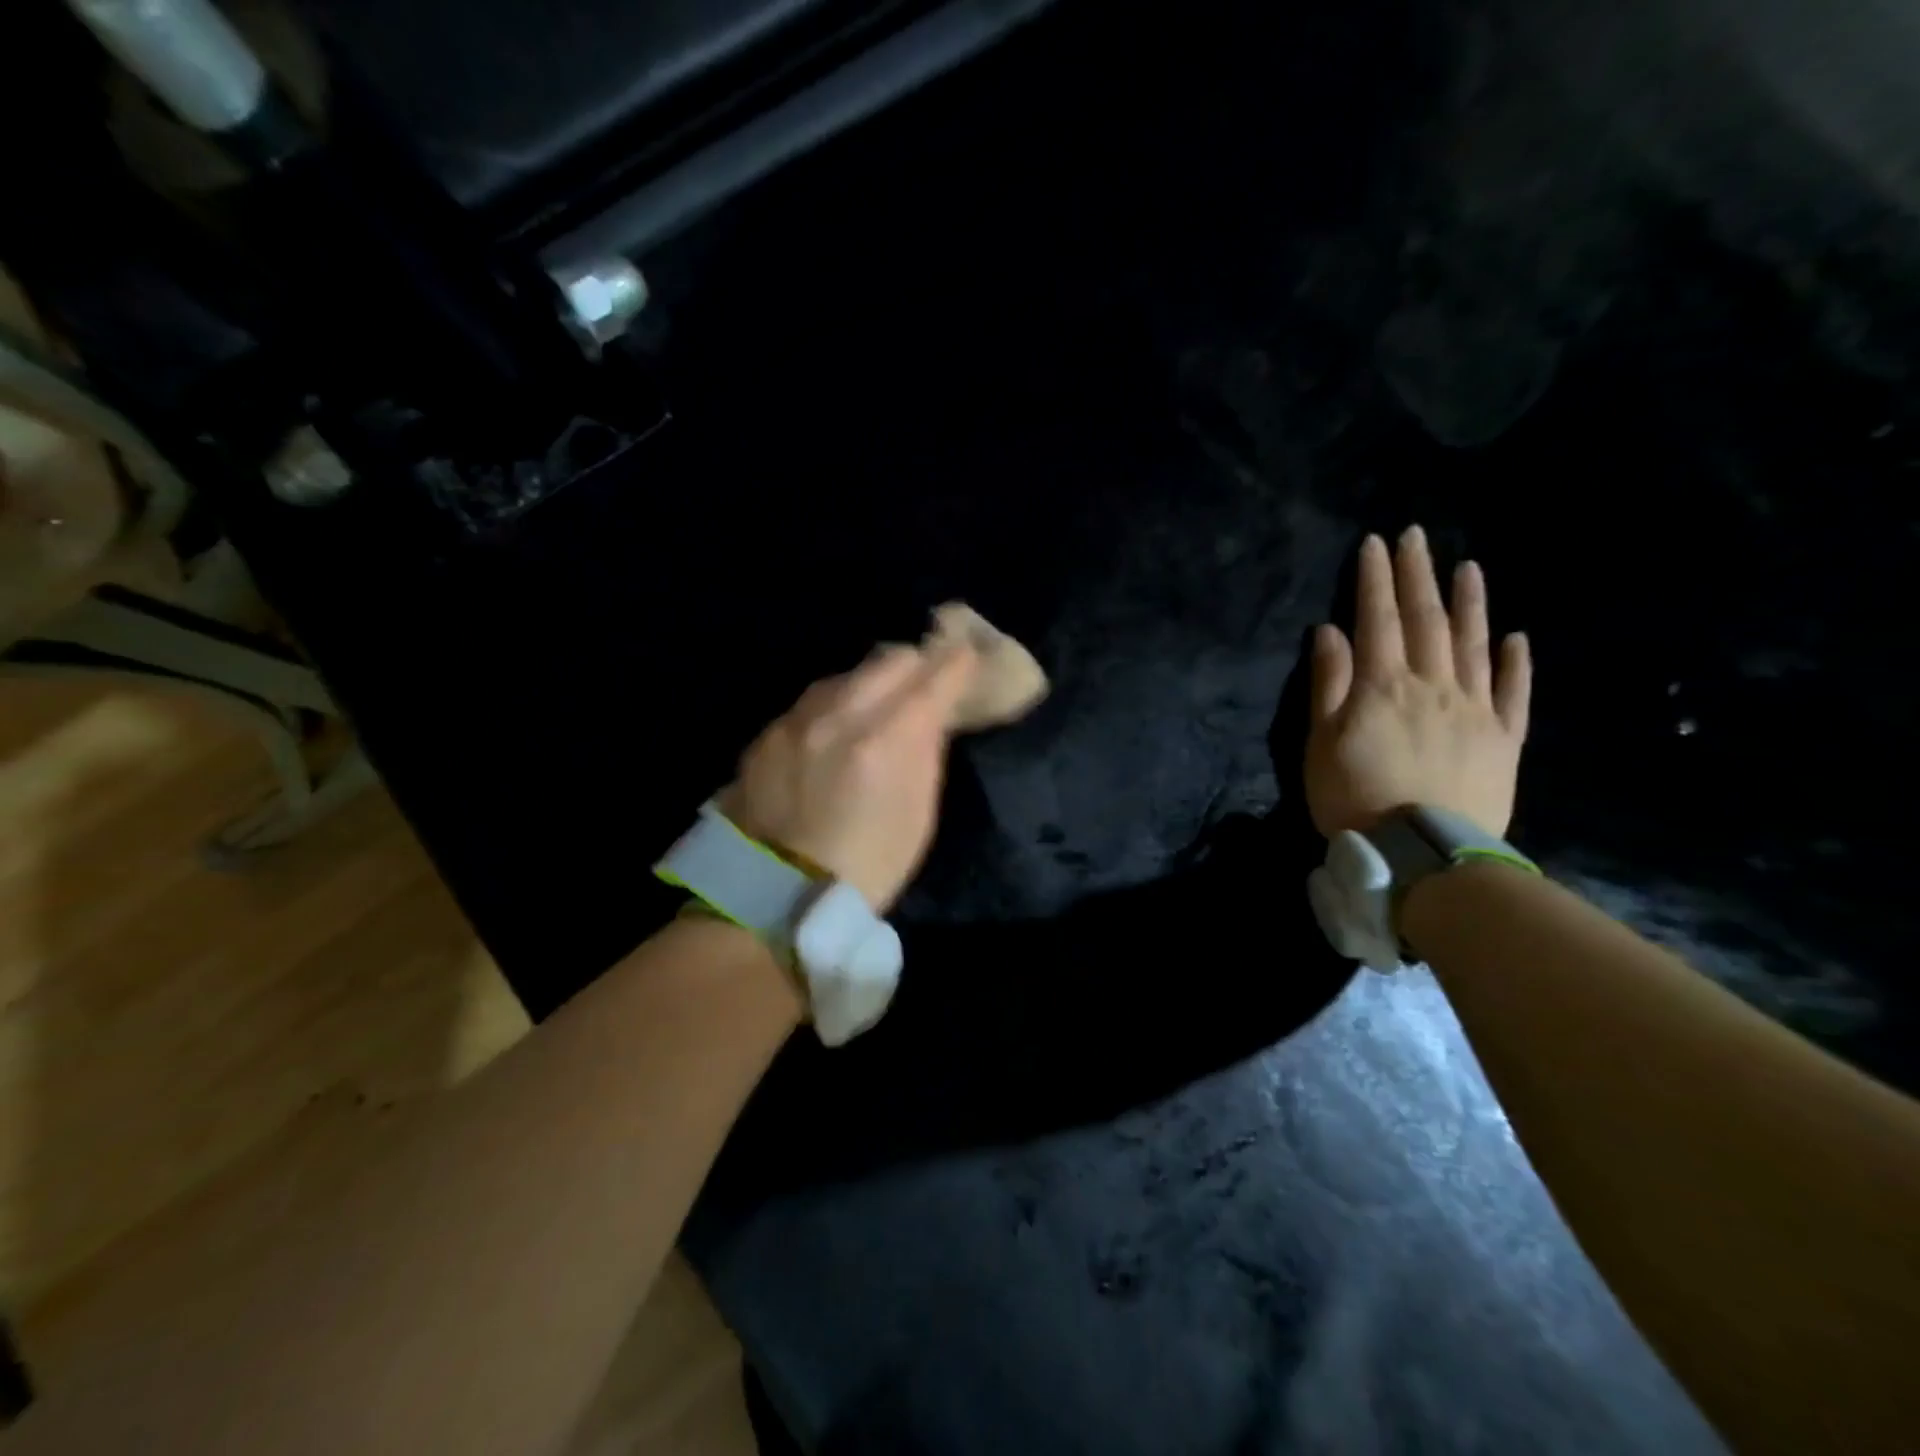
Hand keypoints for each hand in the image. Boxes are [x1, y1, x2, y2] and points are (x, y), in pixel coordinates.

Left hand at [723, 642, 979, 912]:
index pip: (935, 676)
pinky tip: (833, 731)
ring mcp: (797, 720)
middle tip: (926, 678)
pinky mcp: (767, 733)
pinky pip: (811, 702)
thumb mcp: (918, 815)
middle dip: (916, 663)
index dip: (958, 664)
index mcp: (887, 739)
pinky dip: (833, 707)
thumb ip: (925, 752)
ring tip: (878, 703)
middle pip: (890, 659)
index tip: (967, 660)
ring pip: (846, 675)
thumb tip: (931, 714)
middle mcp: (840, 714)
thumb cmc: (868, 866)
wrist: (777, 894)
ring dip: (870, 682)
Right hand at [1306, 526, 1531, 836]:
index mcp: (1383, 686)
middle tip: (1417, 536)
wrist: (1422, 854)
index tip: (1376, 543)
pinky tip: (1516, 637)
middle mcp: (1433, 685)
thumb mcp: (1321, 742)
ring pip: (1473, 645)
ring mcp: (1475, 710)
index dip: (1375, 580)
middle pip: (1426, 621)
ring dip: (1470, 603)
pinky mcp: (1504, 739)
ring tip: (1468, 568)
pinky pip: (1514, 693)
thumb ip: (1328, 684)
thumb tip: (1331, 632)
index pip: (1379, 620)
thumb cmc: (1354, 797)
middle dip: (1418, 576)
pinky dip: (1515, 663)